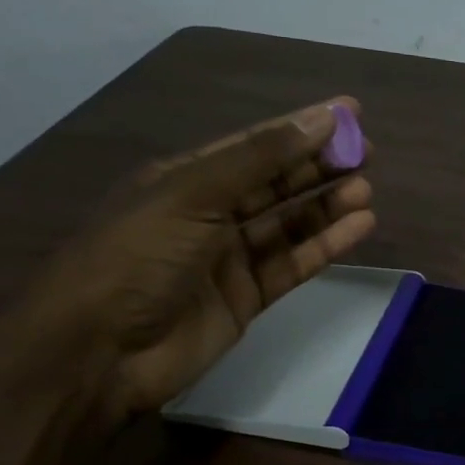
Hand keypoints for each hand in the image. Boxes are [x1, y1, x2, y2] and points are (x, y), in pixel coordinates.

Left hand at [0, 98, 375, 422]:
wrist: (97, 352)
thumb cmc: (136, 258)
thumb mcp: (192, 194)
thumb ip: (260, 159)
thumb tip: (320, 120)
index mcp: (184, 179)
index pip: (254, 145)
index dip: (301, 127)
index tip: (349, 113)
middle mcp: (209, 213)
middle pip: (275, 182)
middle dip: (320, 166)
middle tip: (368, 153)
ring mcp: (229, 257)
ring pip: (289, 223)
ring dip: (327, 205)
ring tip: (365, 190)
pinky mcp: (248, 297)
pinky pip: (294, 263)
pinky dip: (325, 245)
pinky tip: (358, 228)